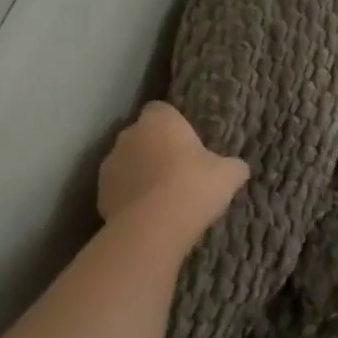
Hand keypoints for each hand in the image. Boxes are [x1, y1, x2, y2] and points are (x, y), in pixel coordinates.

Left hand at [97, 102, 247, 254]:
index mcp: (160, 120)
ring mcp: (110, 165)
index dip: (173, 125)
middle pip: (141, 136)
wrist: (154, 227)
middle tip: (177, 171)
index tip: (187, 143)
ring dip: (139, 173)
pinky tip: (147, 215)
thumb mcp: (228, 175)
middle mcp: (129, 135)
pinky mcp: (99, 195)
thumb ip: (232, 166)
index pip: (161, 110)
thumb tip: (238, 167)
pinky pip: (118, 190)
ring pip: (127, 163)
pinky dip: (129, 198)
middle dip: (155, 149)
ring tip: (161, 197)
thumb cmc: (194, 186)